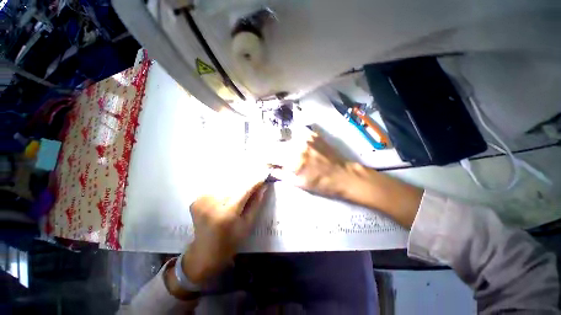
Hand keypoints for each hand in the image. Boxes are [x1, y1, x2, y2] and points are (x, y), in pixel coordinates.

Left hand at [182, 179, 268, 284]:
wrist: (205, 252)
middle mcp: (212, 203)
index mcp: (226, 212)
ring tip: (240, 192)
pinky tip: (227, 196)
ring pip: (225, 184)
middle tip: (254, 184)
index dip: (255, 182)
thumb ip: (256, 203)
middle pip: (234, 184)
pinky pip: (216, 188)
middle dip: (246, 182)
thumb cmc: (230, 241)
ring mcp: (201, 200)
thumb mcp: (247, 224)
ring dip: (235, 185)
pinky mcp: (196, 200)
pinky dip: (224, 189)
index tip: (264, 177)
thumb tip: (264, 187)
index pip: (244, 190)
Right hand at [270, 133, 353, 197]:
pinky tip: (298, 147)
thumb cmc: (321, 183)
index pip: (269, 154)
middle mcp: (297, 144)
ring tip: (288, 154)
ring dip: (282, 146)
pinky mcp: (312, 134)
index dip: (265, 158)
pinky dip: (293, 141)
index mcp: (293, 160)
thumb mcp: (298, 183)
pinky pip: (296, 134)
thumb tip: (270, 169)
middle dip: (272, 152)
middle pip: (275, 144)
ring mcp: (305, 137)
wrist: (343, 174)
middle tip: (275, 158)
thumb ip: (281, 174)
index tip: (266, 162)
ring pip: (285, 139)